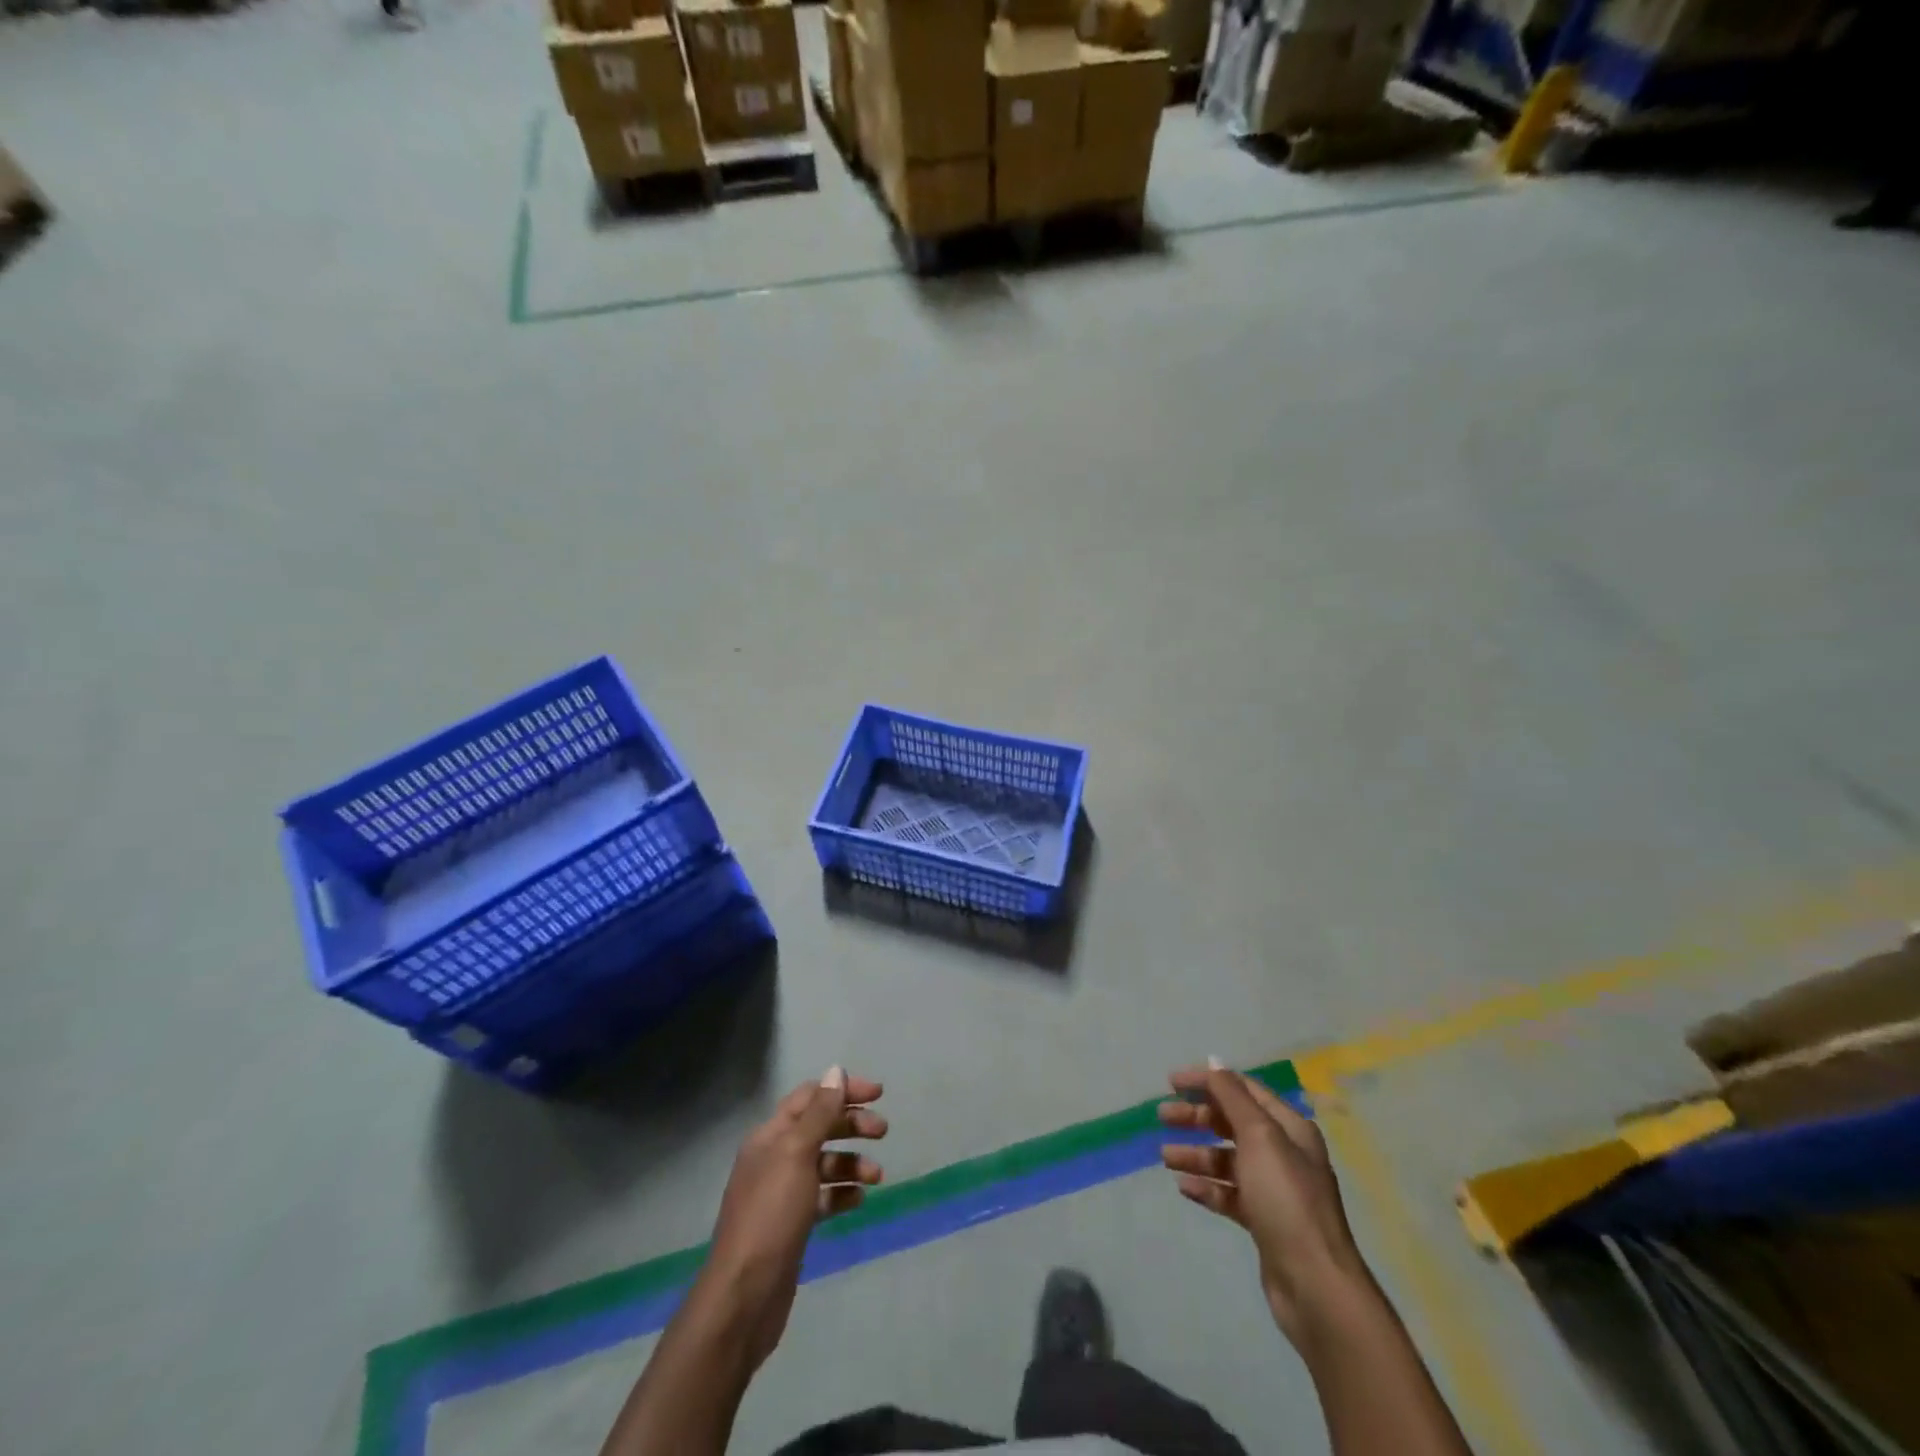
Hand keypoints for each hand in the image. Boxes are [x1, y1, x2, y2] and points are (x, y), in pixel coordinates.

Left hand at [701, 1067, 886, 1368]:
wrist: (744, 1297)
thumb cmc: (771, 1216)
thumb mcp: (797, 1155)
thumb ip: (820, 1113)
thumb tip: (836, 1071)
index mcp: (770, 1136)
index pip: (810, 1097)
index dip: (843, 1090)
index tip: (878, 1094)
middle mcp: (775, 1158)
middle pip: (819, 1127)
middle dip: (852, 1125)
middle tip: (883, 1132)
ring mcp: (783, 1193)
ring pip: (824, 1163)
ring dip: (852, 1162)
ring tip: (877, 1176)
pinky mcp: (793, 1224)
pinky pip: (824, 1196)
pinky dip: (843, 1193)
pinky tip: (858, 1200)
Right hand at [1159, 1063, 1368, 1344]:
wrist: (1315, 1285)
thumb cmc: (1286, 1199)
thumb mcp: (1259, 1137)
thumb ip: (1233, 1096)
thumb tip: (1214, 1061)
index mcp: (1288, 1128)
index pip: (1243, 1089)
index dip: (1208, 1081)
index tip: (1171, 1082)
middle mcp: (1284, 1153)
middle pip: (1232, 1123)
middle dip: (1197, 1117)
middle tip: (1162, 1117)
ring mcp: (1274, 1189)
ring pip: (1227, 1159)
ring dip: (1197, 1154)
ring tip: (1166, 1157)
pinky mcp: (1264, 1222)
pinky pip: (1229, 1194)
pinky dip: (1207, 1187)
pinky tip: (1185, 1188)